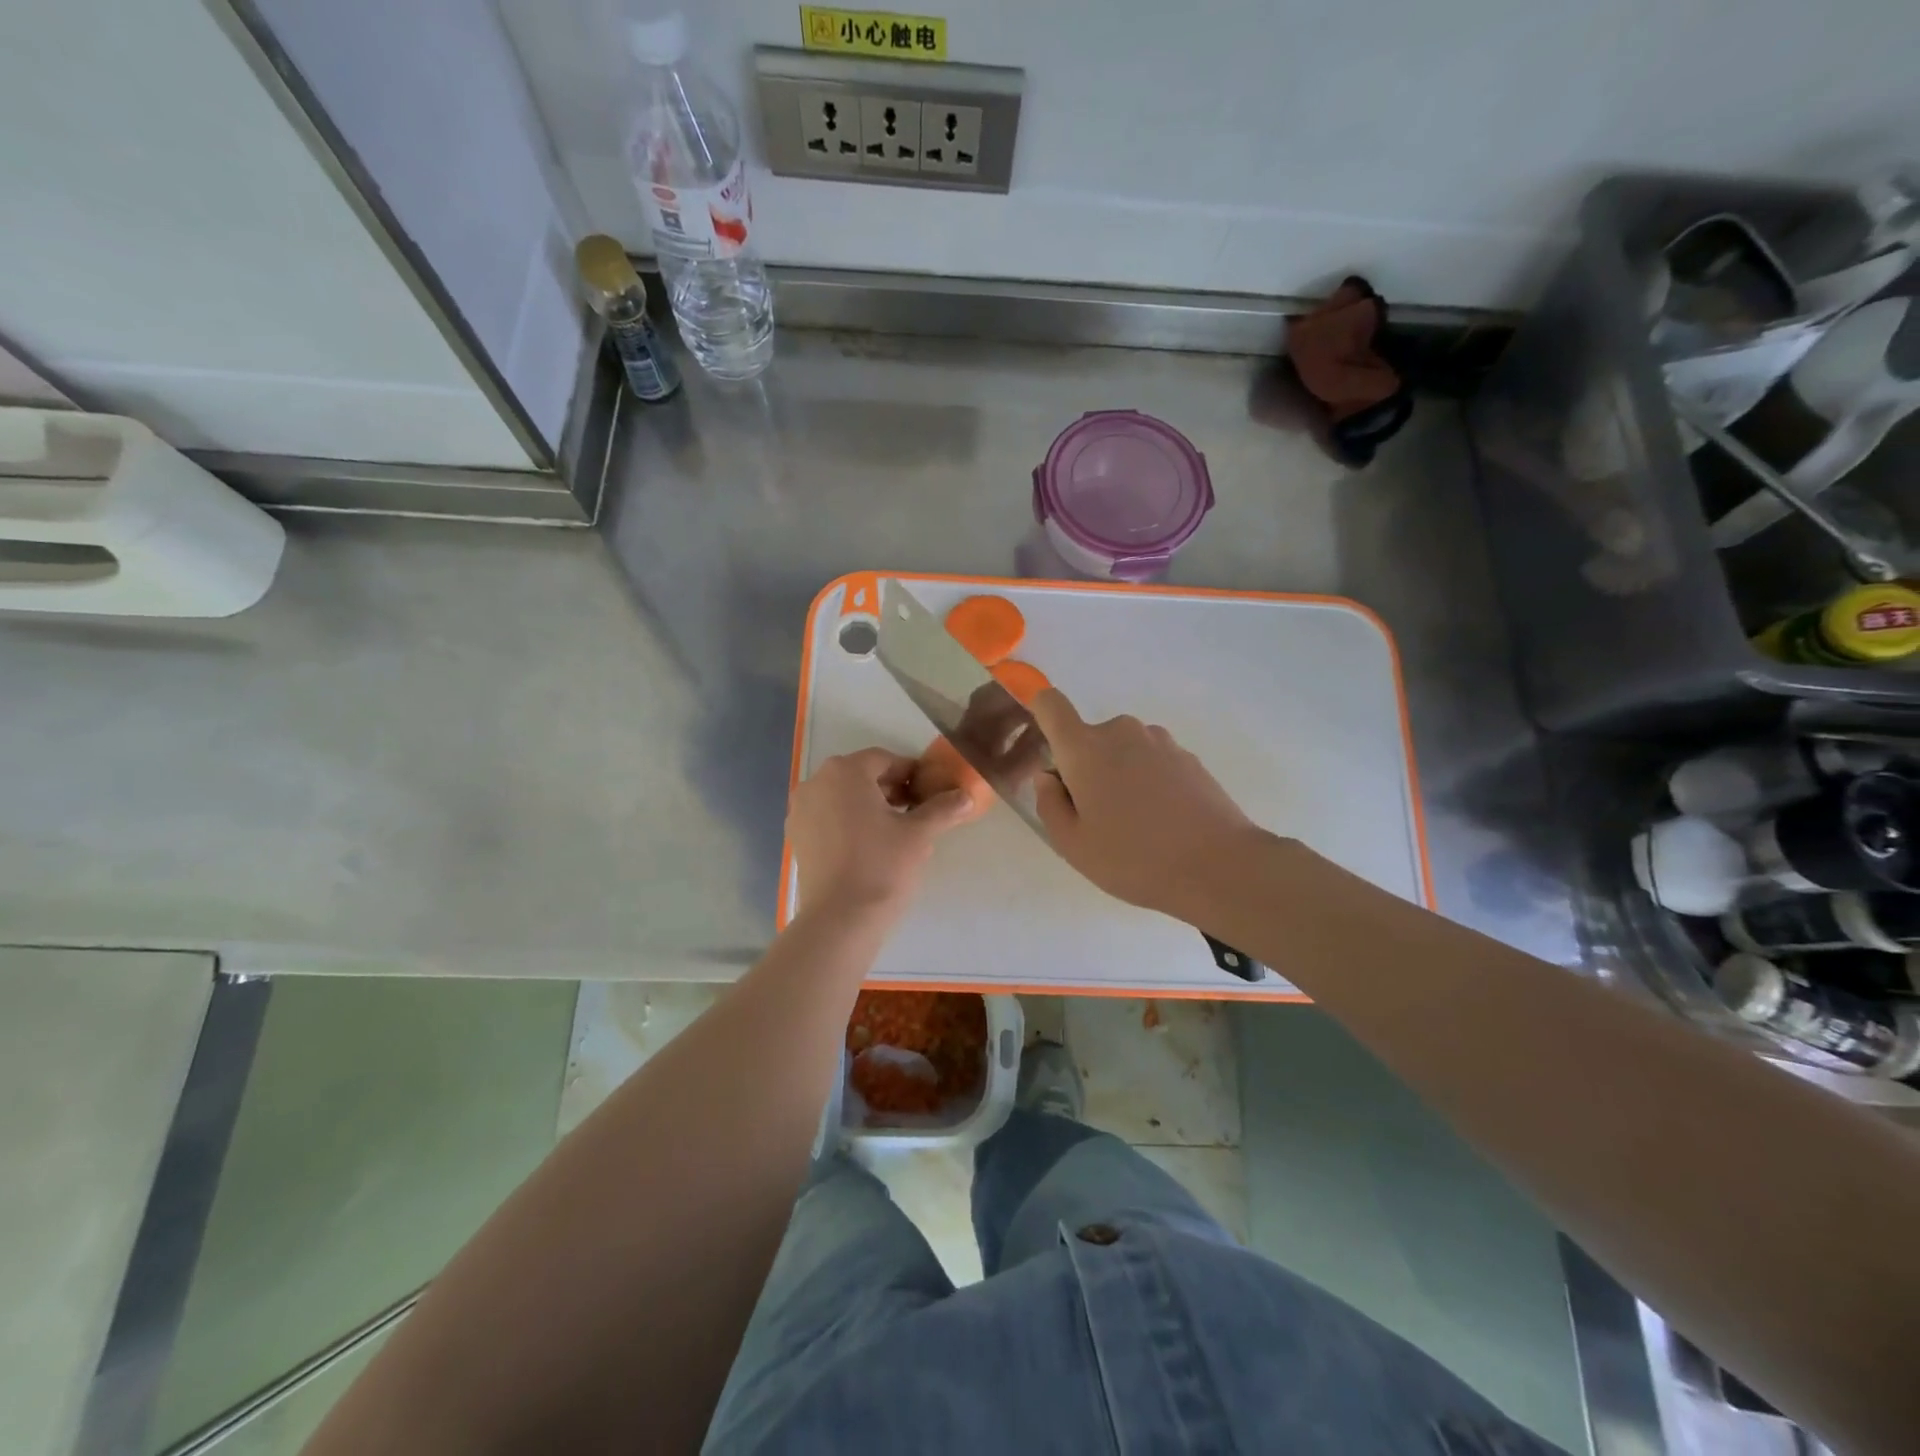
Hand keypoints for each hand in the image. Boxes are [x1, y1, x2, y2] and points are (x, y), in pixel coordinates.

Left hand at [788, 748, 973, 912]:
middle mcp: (816, 782)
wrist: (840, 918)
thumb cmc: (882, 865)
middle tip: (916, 812)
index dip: (911, 774)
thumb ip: (943, 808)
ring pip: (842, 796)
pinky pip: (827, 816)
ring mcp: (801, 810)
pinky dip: (848, 821)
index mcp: (845, 771)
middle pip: (861, 776)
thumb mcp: (920, 834)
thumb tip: (966, 796)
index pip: (884, 760)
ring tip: (895, 830)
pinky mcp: (797, 836)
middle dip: (890, 789)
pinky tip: (869, 845)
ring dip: (869, 805)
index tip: (929, 793)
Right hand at [1029, 689, 1264, 923]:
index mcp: (1085, 748)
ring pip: (1122, 751)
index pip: (1050, 704)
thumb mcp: (1073, 845)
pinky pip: (1152, 762)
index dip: (1040, 712)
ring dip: (1119, 776)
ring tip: (1135, 825)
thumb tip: (1048, 777)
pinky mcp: (1189, 757)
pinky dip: (1148, 783)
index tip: (1044, 745)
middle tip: (1096, 817)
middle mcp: (1121, 732)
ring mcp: (1160, 741)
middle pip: (1088, 738)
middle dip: (1084, 768)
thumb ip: (1049, 804)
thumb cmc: (1134, 858)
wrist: (1219, 866)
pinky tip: (1163, 822)